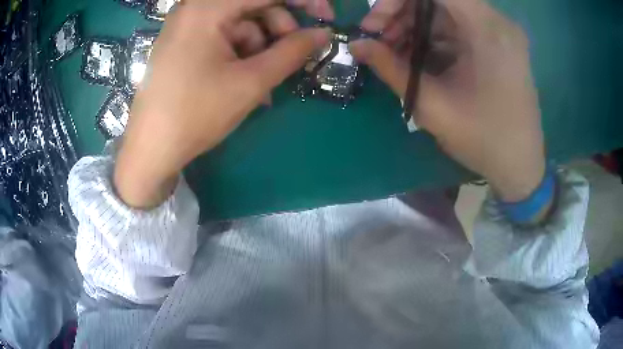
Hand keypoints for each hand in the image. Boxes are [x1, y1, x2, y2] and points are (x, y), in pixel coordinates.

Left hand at [114, 0, 331, 207]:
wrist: (150, 150)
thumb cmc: (195, 114)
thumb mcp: (250, 82)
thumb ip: (292, 52)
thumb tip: (323, 34)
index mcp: (207, 8)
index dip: (303, 2)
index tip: (327, 17)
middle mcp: (194, 8)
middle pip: (253, 6)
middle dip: (278, 31)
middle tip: (290, 60)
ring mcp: (186, 26)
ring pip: (241, 24)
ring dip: (260, 50)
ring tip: (263, 85)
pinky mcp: (183, 43)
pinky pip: (223, 38)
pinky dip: (240, 56)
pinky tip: (245, 83)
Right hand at [350, 0, 545, 201]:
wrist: (520, 166)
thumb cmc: (484, 140)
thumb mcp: (432, 105)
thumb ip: (391, 68)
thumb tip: (356, 45)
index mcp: (488, 29)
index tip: (375, 21)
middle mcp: (497, 21)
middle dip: (401, 12)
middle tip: (377, 38)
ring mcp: (499, 32)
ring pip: (445, 11)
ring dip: (414, 25)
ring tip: (392, 52)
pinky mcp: (497, 43)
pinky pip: (456, 27)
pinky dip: (431, 36)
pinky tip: (415, 57)